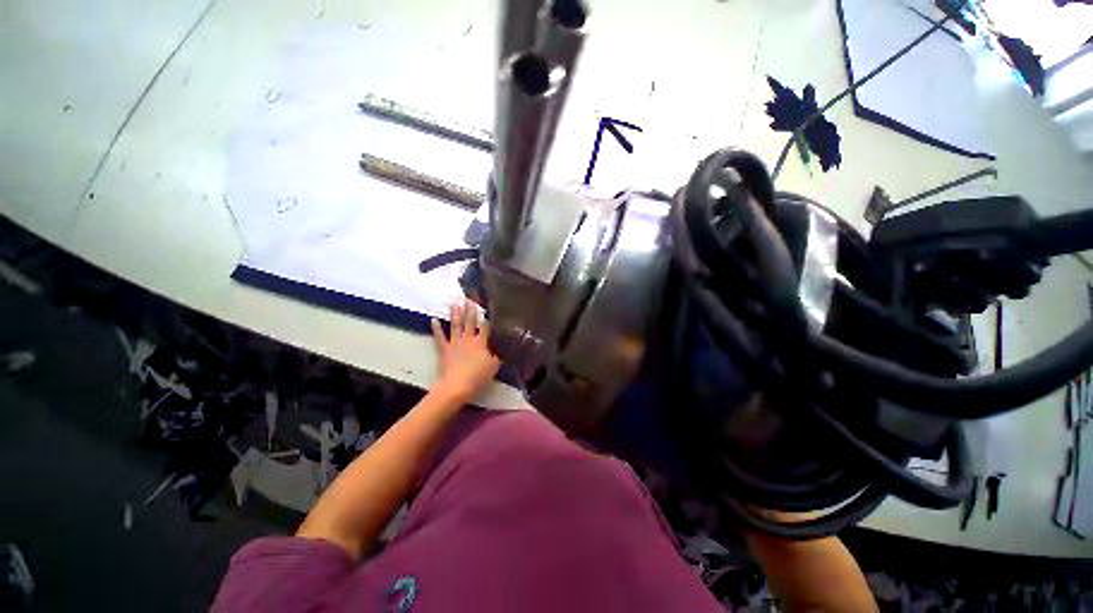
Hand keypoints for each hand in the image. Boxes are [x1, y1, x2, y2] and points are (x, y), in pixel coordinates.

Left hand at [430, 299, 500, 402]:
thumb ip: (498, 355)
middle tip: (469, 298)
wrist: (458, 385)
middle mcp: (468, 339)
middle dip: (470, 310)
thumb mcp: (494, 366)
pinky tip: (433, 320)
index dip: (486, 317)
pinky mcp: (445, 350)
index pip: (485, 327)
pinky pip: (440, 337)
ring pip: (456, 325)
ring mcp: (455, 343)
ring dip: (455, 314)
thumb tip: (502, 347)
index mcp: (481, 343)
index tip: (486, 307)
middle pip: (470, 322)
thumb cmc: (478, 376)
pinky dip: (436, 329)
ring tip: (454, 303)